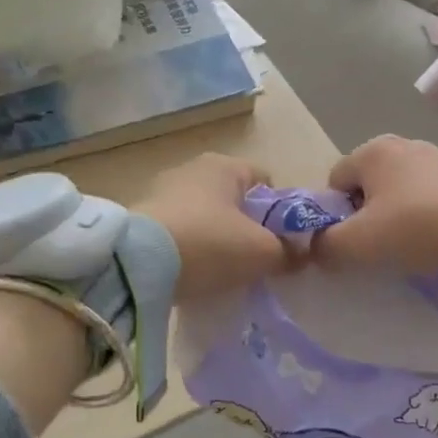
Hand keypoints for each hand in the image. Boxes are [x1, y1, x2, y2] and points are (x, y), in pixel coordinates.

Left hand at [133, 153, 297, 299]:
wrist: (136, 265)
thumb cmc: (211, 244)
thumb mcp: (263, 253)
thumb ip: (289, 252)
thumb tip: (301, 256)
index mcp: (226, 165)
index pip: (267, 182)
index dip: (280, 213)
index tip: (281, 243)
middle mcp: (193, 168)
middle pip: (235, 200)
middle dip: (248, 227)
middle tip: (256, 260)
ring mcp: (162, 191)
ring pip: (206, 216)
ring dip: (217, 239)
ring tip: (223, 271)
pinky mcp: (140, 217)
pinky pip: (179, 231)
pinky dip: (190, 248)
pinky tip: (193, 272)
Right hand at [312, 135, 437, 275]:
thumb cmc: (413, 227)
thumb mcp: (358, 244)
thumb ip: (325, 245)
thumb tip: (315, 247)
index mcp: (371, 151)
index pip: (334, 182)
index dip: (335, 215)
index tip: (351, 241)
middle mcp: (402, 144)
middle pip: (367, 185)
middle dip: (366, 215)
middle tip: (378, 245)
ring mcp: (436, 156)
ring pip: (398, 191)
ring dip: (396, 215)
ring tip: (409, 244)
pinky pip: (427, 195)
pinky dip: (423, 214)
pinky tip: (433, 236)